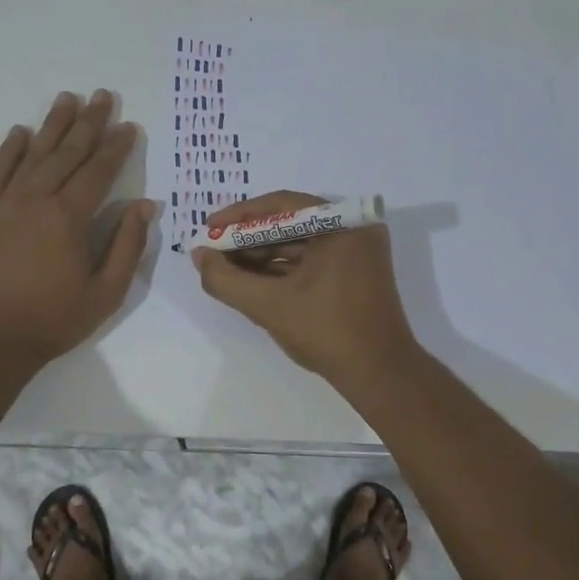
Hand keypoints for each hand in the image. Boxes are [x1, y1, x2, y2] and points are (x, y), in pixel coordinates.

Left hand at [0, 90, 155, 364]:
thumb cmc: (53, 320)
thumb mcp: (105, 293)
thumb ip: (126, 246)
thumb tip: (145, 206)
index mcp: (69, 218)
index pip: (99, 171)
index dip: (116, 147)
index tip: (129, 126)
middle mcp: (37, 200)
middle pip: (68, 152)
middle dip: (88, 123)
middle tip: (103, 95)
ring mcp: (6, 204)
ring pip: (34, 154)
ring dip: (53, 125)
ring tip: (67, 98)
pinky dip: (10, 150)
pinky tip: (20, 132)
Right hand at [191, 190, 419, 383]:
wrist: (379, 374)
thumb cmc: (327, 332)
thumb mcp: (268, 305)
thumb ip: (226, 279)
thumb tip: (199, 256)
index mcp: (342, 225)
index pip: (281, 205)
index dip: (240, 216)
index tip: (209, 228)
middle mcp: (353, 229)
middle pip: (289, 223)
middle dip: (248, 239)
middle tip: (214, 251)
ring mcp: (357, 252)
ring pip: (299, 244)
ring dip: (262, 256)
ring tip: (226, 268)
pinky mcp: (355, 274)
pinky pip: (311, 261)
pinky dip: (282, 270)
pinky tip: (252, 281)